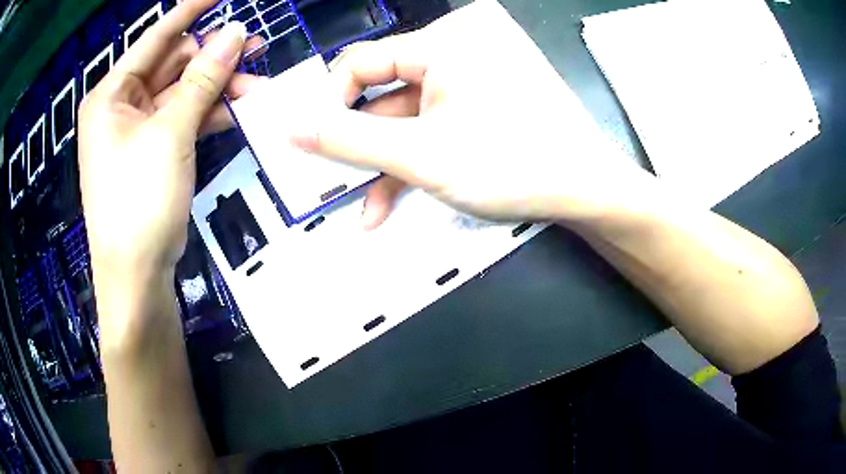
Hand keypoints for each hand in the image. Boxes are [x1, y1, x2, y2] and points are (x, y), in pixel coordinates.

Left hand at [78, 0, 259, 274]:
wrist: (136, 276)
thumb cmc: (138, 202)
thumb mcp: (171, 133)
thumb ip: (203, 79)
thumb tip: (237, 32)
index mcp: (111, 94)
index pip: (155, 37)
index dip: (190, 11)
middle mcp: (121, 107)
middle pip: (172, 64)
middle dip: (212, 57)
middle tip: (255, 48)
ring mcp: (137, 131)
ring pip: (182, 92)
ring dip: (216, 88)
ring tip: (255, 85)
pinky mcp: (152, 153)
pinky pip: (183, 119)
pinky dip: (208, 114)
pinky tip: (237, 110)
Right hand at [294, 0, 648, 226]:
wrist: (589, 192)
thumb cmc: (514, 165)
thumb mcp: (421, 155)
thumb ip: (348, 139)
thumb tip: (289, 126)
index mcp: (446, 39)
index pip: (362, 62)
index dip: (331, 105)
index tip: (314, 145)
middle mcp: (461, 44)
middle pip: (385, 90)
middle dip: (362, 143)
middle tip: (335, 179)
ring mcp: (477, 71)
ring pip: (411, 113)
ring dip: (388, 160)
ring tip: (368, 205)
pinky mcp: (487, 95)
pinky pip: (437, 119)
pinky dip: (417, 155)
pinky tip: (397, 193)